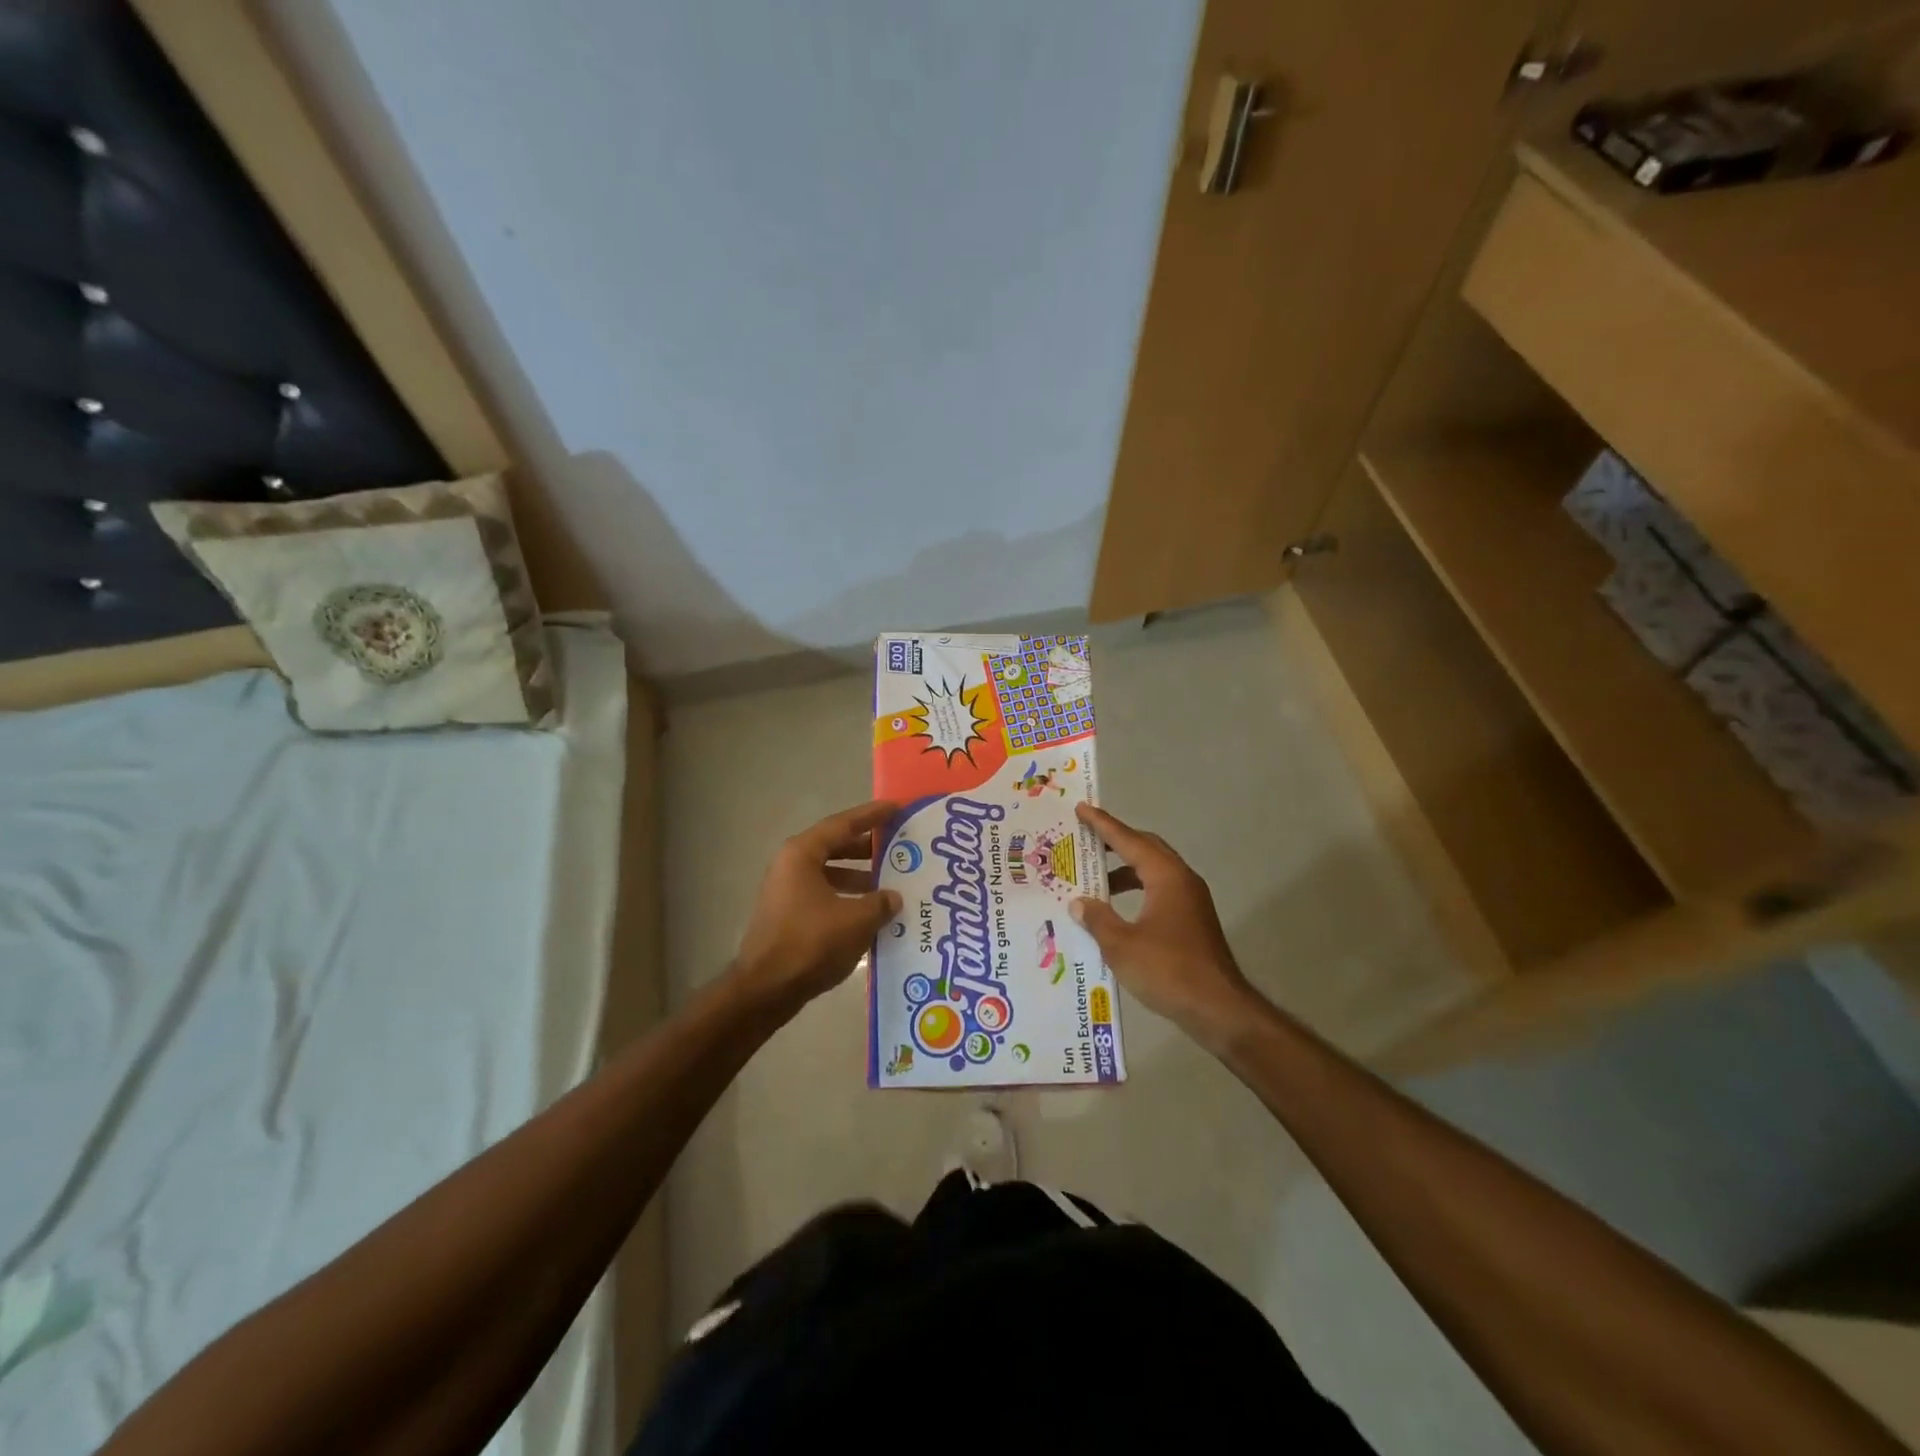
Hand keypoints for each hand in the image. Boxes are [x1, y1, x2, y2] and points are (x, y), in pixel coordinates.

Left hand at [732, 799, 901, 1015]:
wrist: (766, 989)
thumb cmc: (810, 943)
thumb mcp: (856, 920)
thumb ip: (880, 903)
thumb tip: (894, 897)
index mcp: (802, 854)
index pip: (843, 824)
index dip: (871, 816)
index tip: (896, 808)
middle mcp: (791, 865)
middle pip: (835, 846)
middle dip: (868, 847)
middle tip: (898, 846)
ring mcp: (787, 892)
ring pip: (830, 873)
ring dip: (859, 877)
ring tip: (890, 883)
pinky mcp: (788, 916)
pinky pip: (824, 896)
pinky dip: (847, 898)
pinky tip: (870, 914)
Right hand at [1071, 803, 1257, 1050]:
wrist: (1219, 1009)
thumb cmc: (1168, 971)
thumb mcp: (1121, 945)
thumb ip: (1097, 918)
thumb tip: (1079, 902)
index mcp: (1166, 877)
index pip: (1129, 841)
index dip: (1103, 825)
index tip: (1083, 809)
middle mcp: (1182, 880)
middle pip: (1146, 849)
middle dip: (1116, 842)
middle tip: (1086, 840)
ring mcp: (1191, 901)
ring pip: (1153, 872)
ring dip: (1125, 871)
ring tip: (1094, 880)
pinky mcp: (1192, 922)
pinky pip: (1159, 891)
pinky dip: (1136, 891)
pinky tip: (1117, 911)